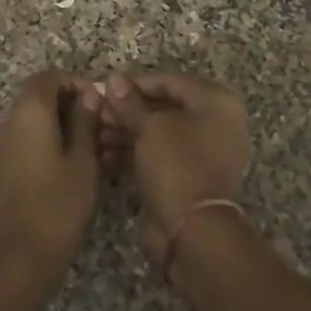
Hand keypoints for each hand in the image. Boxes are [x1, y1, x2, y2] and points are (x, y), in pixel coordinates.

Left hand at [0, 71, 102, 283]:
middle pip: (40, 93)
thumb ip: (85, 121)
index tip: (100, 102)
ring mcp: (6, 141)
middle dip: (71, 100)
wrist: (22, 254)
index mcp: (30, 110)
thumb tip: (89, 94)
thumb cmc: (59, 203)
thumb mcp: (83, 160)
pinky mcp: (8, 162)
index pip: (49, 76)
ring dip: (62, 120)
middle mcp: (12, 118)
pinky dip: (51, 136)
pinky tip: (76, 160)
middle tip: (100, 122)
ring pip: (35, 115)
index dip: (76, 82)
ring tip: (94, 143)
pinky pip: (29, 134)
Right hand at [100, 71, 250, 263]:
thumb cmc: (177, 164)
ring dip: (125, 132)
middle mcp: (215, 124)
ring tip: (95, 135)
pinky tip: (104, 154)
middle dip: (127, 111)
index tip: (104, 90)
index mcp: (216, 102)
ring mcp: (203, 153)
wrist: (193, 231)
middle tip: (96, 115)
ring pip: (158, 133)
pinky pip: (159, 156)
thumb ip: (129, 102)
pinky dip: (134, 153)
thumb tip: (113, 78)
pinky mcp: (189, 178)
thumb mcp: (149, 128)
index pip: (169, 81)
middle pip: (163, 107)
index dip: (134, 84)